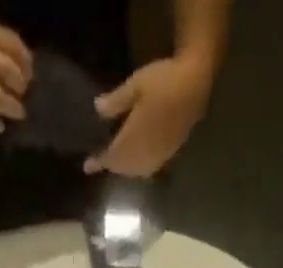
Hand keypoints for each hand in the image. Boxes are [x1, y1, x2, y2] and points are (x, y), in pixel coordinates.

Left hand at [88, 56, 214, 175]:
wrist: (195, 85)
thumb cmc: (163, 81)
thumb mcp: (135, 85)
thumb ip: (116, 101)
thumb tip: (97, 110)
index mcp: (132, 140)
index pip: (110, 157)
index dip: (98, 162)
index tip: (87, 166)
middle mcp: (143, 155)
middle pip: (123, 168)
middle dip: (112, 165)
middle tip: (101, 161)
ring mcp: (157, 157)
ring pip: (135, 171)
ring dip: (125, 169)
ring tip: (117, 162)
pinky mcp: (168, 155)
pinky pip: (148, 168)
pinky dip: (138, 167)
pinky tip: (136, 160)